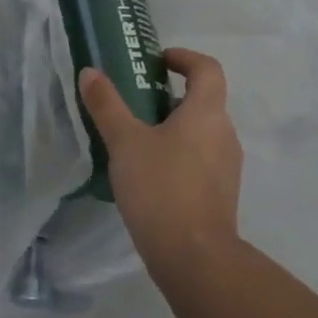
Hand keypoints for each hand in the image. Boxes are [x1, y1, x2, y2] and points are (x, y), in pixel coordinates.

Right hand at [82, 49, 243, 279]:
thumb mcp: (125, 142)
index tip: (157, 61)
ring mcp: (227, 167)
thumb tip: (90, 72)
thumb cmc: (161, 188)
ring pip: (201, 132)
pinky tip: (149, 175)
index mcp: (207, 112)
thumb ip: (107, 104)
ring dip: (174, 128)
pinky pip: (201, 160)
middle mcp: (224, 133)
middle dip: (170, 96)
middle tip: (134, 103)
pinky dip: (179, 155)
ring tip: (136, 141)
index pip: (208, 68)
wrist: (195, 259)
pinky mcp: (221, 194)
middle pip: (203, 100)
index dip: (184, 57)